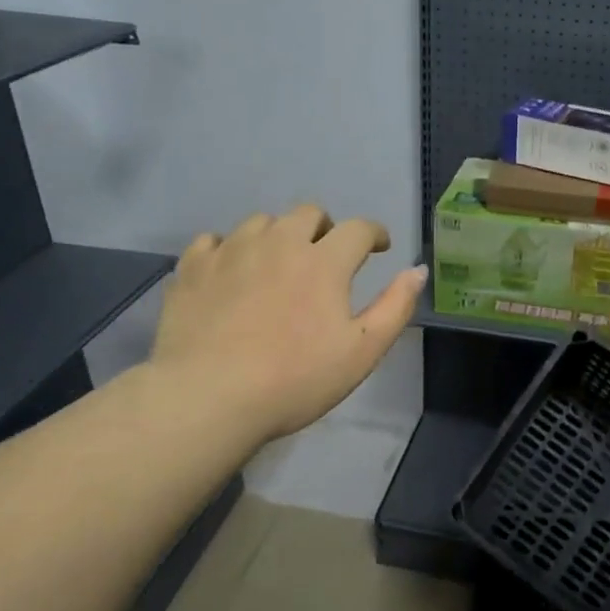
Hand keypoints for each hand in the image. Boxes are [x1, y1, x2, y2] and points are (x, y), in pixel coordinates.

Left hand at [149, 206, 425, 441]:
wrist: (208, 397)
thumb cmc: (295, 379)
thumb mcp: (361, 352)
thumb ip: (395, 307)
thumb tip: (417, 270)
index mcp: (324, 261)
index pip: (358, 228)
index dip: (374, 233)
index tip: (379, 247)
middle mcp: (278, 242)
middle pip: (308, 213)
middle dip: (325, 228)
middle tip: (326, 256)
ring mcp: (231, 251)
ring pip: (261, 222)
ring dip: (278, 235)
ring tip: (277, 264)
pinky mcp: (193, 267)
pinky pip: (213, 240)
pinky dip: (229, 249)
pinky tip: (230, 272)